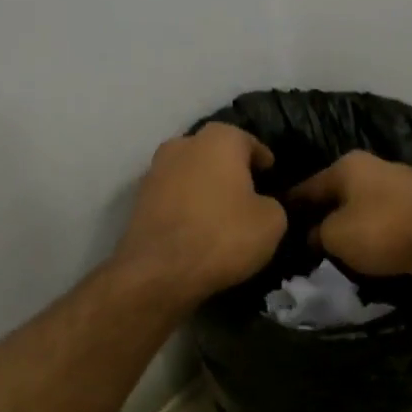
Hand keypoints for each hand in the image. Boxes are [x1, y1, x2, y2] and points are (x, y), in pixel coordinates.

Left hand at [114, 123, 286, 304]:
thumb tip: (261, 204)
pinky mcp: (139, 200)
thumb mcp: (272, 222)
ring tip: (222, 212)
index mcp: (219, 140)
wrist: (160, 271)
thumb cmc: (224, 236)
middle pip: (214, 153)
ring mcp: (155, 171)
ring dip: (205, 187)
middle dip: (231, 169)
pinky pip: (173, 196)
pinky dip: (187, 206)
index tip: (271, 175)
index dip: (263, 160)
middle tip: (247, 193)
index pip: (248, 141)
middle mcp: (183, 144)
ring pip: (190, 173)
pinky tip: (199, 227)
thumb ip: (272, 203)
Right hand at [289, 151, 411, 285]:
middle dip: (323, 216)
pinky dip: (377, 234)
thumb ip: (317, 234)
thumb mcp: (335, 236)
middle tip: (306, 243)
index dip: (291, 207)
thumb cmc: (382, 231)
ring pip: (365, 207)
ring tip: (337, 250)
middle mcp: (377, 167)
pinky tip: (370, 251)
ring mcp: (405, 185)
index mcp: (349, 165)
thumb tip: (314, 235)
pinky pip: (389, 220)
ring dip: (352, 226)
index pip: (308, 186)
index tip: (278, 225)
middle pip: (339, 194)